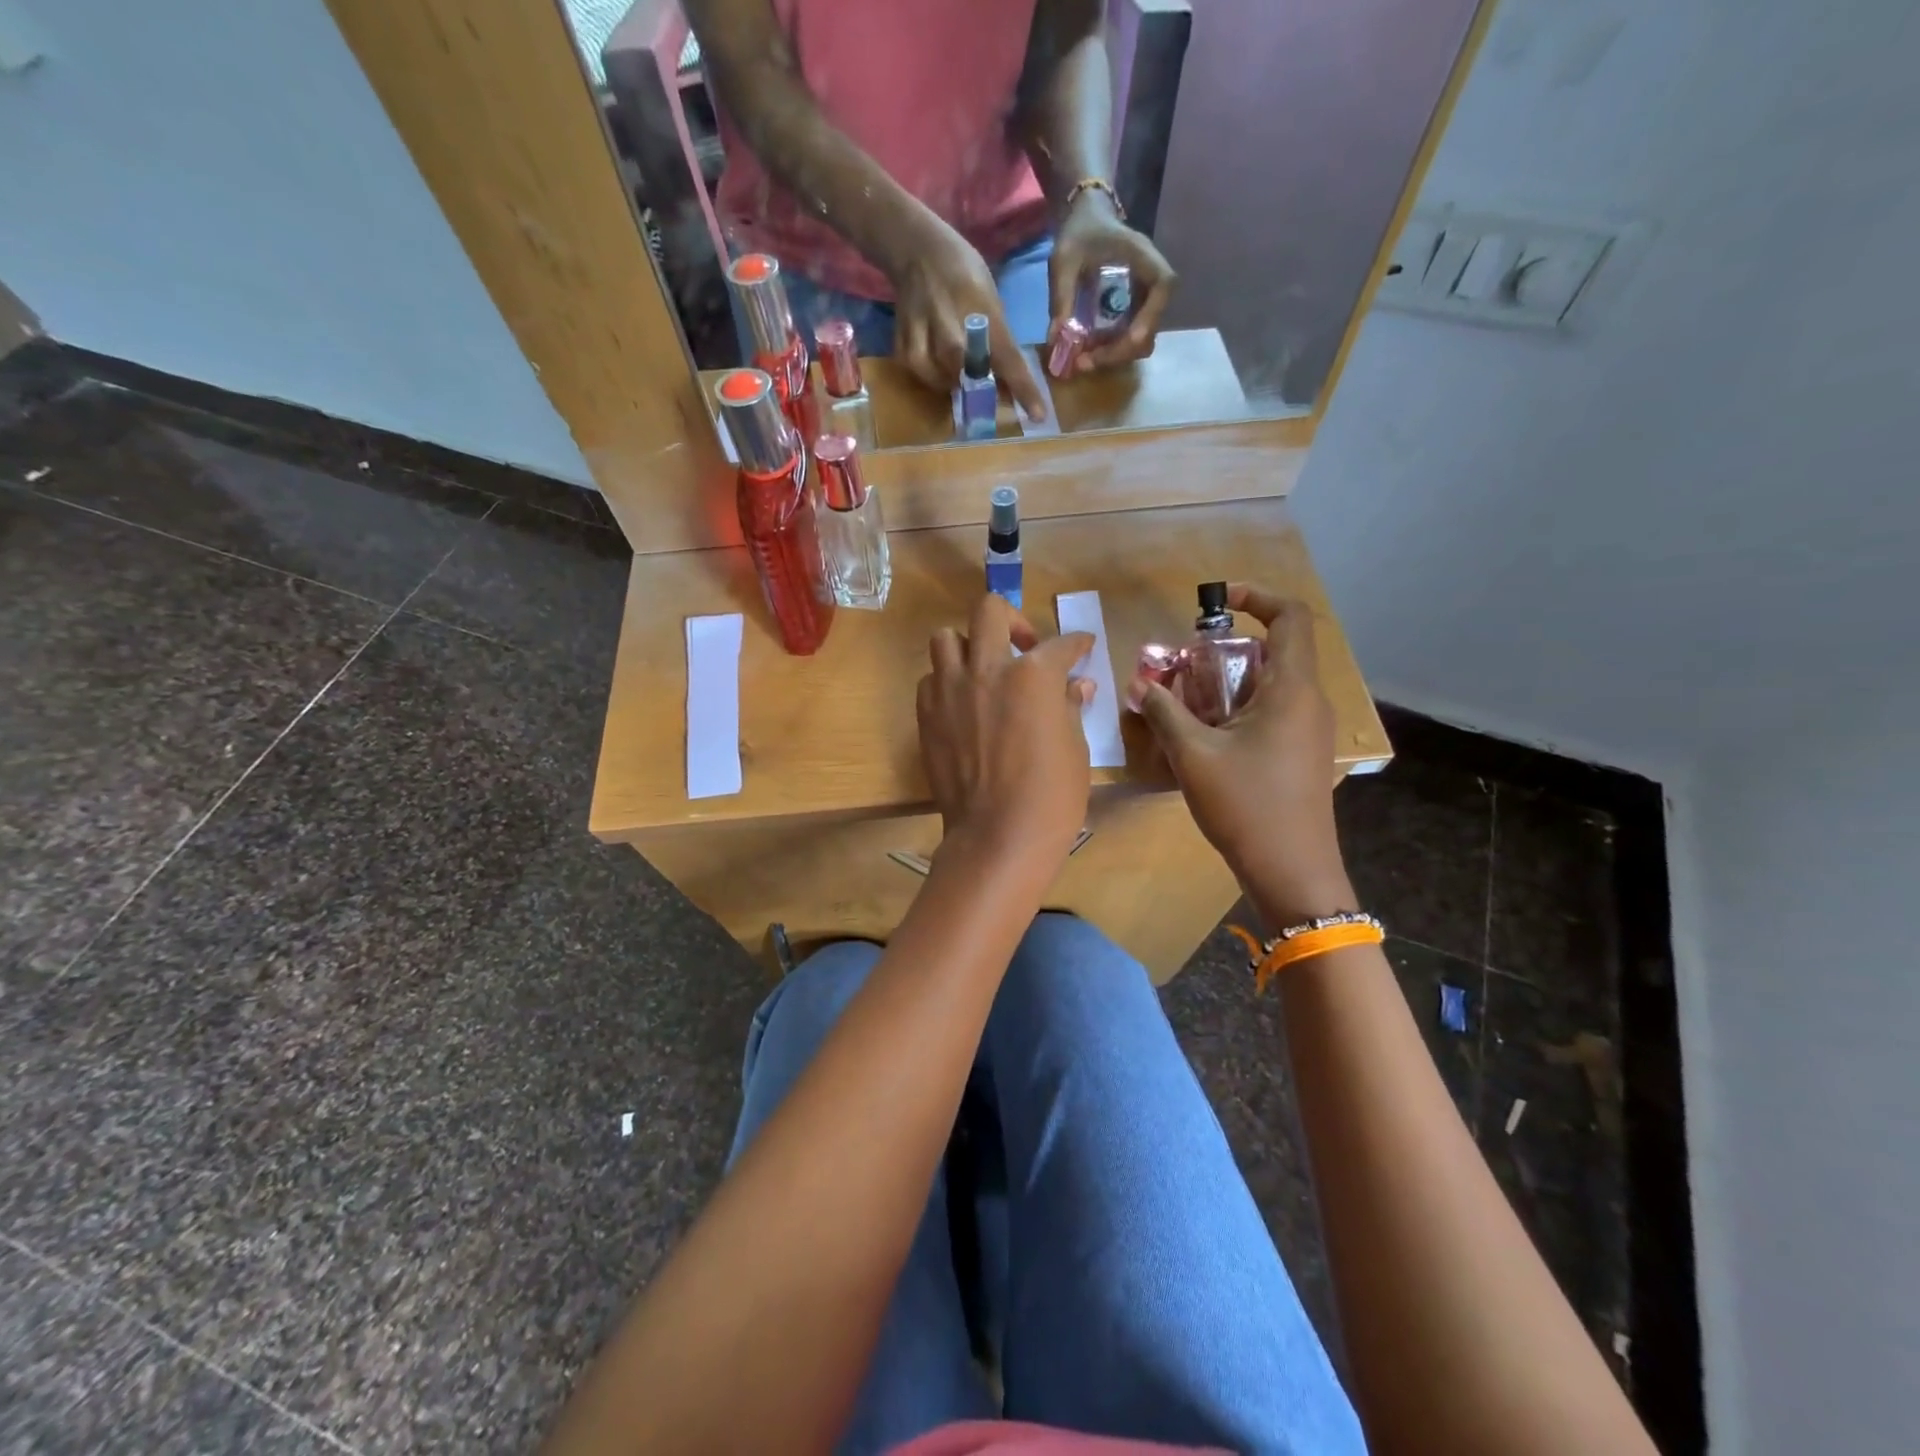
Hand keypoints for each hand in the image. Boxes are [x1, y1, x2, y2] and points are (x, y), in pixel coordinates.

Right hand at [887, 214, 1047, 420]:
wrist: (917, 249)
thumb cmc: (963, 271)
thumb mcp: (990, 297)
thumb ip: (998, 339)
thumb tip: (1010, 384)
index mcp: (982, 309)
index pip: (1007, 358)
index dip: (1024, 389)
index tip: (1038, 415)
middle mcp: (952, 322)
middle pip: (968, 372)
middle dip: (982, 389)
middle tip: (989, 393)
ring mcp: (923, 330)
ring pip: (940, 377)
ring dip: (952, 384)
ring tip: (958, 378)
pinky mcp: (902, 339)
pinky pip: (917, 372)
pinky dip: (929, 376)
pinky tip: (936, 369)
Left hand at [917, 594, 1095, 870]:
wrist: (997, 836)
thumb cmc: (1051, 795)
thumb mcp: (1074, 747)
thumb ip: (1070, 706)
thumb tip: (1078, 686)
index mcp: (1032, 674)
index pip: (1059, 644)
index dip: (1076, 643)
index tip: (1081, 646)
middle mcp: (986, 669)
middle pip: (990, 611)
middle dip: (1012, 619)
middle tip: (1025, 645)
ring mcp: (950, 690)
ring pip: (947, 638)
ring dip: (969, 645)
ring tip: (984, 668)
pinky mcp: (926, 714)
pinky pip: (930, 678)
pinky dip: (947, 680)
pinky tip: (963, 702)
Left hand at [1046, 189, 1176, 373]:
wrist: (1086, 220)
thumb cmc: (1078, 233)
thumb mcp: (1064, 261)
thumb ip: (1061, 298)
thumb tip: (1056, 341)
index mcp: (1143, 257)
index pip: (1162, 288)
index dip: (1149, 318)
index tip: (1125, 339)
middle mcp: (1152, 279)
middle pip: (1151, 327)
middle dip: (1120, 351)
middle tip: (1084, 362)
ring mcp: (1146, 298)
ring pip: (1142, 339)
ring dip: (1115, 355)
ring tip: (1083, 358)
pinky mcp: (1137, 310)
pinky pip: (1131, 338)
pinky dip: (1112, 349)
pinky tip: (1090, 349)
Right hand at [1132, 585, 1351, 921]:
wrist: (1291, 871)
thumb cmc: (1246, 806)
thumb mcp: (1194, 755)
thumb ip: (1164, 712)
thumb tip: (1140, 684)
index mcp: (1292, 690)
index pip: (1290, 617)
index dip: (1257, 596)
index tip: (1216, 601)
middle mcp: (1308, 701)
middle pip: (1276, 650)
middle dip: (1228, 647)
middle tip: (1186, 662)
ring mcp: (1309, 730)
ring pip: (1272, 683)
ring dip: (1230, 679)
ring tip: (1188, 698)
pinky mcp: (1302, 753)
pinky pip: (1273, 710)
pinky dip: (1240, 706)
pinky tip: (1207, 733)